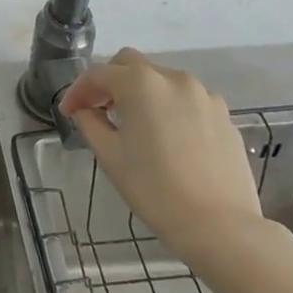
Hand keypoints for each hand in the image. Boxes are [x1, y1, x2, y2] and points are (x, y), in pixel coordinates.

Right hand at [59, 50, 271, 269]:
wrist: (221, 228)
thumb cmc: (155, 189)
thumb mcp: (110, 156)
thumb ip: (90, 123)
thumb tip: (85, 110)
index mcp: (140, 82)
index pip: (98, 74)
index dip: (78, 91)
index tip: (68, 112)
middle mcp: (173, 78)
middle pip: (131, 65)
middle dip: (110, 82)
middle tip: (99, 109)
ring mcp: (203, 95)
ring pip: (161, 81)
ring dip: (142, 94)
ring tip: (136, 125)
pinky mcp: (224, 117)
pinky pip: (188, 101)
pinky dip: (170, 109)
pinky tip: (169, 139)